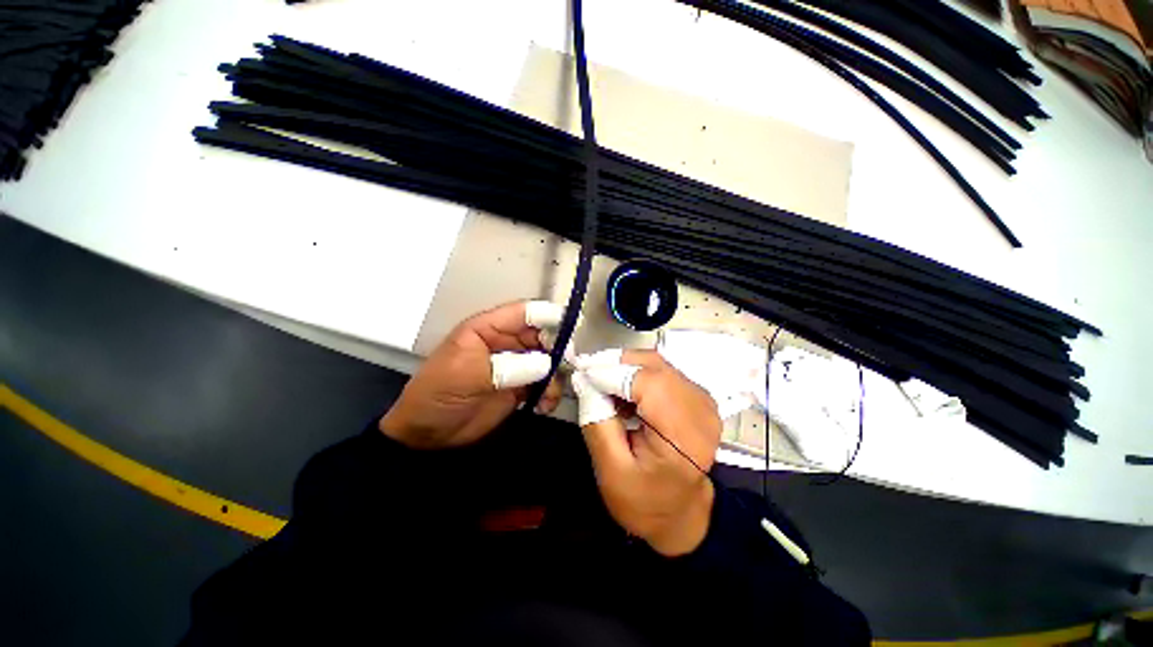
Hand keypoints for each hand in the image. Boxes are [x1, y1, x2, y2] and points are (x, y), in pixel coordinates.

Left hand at [379, 300, 566, 449]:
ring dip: (555, 375)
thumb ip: (508, 367)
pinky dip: (549, 393)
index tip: (573, 324)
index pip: (524, 313)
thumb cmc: (438, 394)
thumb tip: (546, 364)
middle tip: (567, 365)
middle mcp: (506, 343)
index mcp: (489, 329)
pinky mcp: (520, 387)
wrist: (427, 434)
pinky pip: (544, 384)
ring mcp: (515, 365)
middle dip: (557, 348)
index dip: (548, 314)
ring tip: (549, 395)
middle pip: (542, 336)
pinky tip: (543, 407)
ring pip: (547, 361)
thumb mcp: (467, 375)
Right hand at [572, 350, 721, 555]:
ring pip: (657, 364)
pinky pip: (662, 372)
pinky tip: (621, 391)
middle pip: (654, 366)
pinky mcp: (697, 397)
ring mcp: (703, 401)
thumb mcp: (611, 470)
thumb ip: (596, 421)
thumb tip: (584, 381)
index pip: (647, 383)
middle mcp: (701, 410)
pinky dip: (637, 373)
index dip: (611, 372)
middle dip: (615, 364)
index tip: (581, 374)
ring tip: (601, 383)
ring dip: (625, 367)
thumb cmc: (645, 501)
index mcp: (683, 436)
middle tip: (586, 372)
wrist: (681, 515)